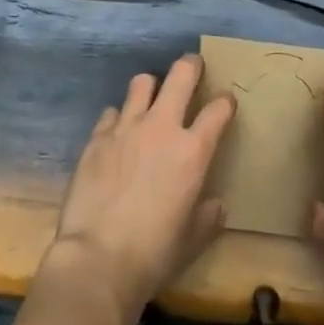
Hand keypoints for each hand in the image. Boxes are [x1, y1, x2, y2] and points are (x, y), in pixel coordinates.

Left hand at [45, 54, 235, 322]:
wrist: (98, 259)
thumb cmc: (154, 254)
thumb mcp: (192, 240)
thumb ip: (208, 217)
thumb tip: (216, 205)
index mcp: (192, 151)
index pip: (217, 110)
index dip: (225, 102)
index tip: (226, 102)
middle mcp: (161, 127)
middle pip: (181, 75)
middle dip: (191, 65)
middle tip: (193, 66)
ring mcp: (126, 127)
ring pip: (141, 82)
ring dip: (151, 86)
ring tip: (152, 96)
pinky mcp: (97, 136)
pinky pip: (112, 112)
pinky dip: (119, 117)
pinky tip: (118, 132)